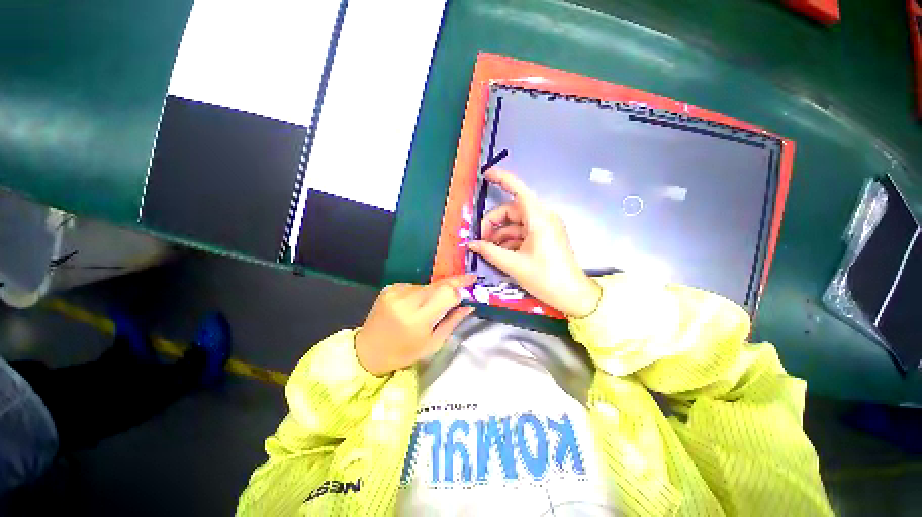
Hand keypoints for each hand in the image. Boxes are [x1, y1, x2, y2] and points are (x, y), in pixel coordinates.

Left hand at [355, 274, 476, 375]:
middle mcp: (406, 300)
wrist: (368, 350)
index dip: (461, 286)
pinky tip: (417, 304)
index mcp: (417, 318)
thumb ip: (453, 321)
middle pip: (439, 284)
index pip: (446, 293)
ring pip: (428, 285)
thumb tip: (469, 304)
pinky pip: (415, 286)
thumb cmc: (404, 353)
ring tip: (433, 305)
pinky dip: (422, 293)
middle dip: (454, 283)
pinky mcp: (390, 287)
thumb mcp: (433, 343)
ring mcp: (395, 291)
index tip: (473, 282)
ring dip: (436, 291)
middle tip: (467, 281)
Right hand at [468, 168, 600, 317]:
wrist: (572, 295)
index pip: (518, 190)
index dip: (502, 178)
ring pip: (515, 223)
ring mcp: (544, 227)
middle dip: (493, 223)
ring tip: (488, 250)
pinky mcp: (544, 237)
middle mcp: (543, 217)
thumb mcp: (514, 265)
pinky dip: (510, 240)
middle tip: (480, 241)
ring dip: (500, 234)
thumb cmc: (545, 278)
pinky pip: (522, 232)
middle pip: (512, 211)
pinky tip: (500, 253)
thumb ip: (490, 251)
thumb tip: (471, 244)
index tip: (486, 174)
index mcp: (539, 218)